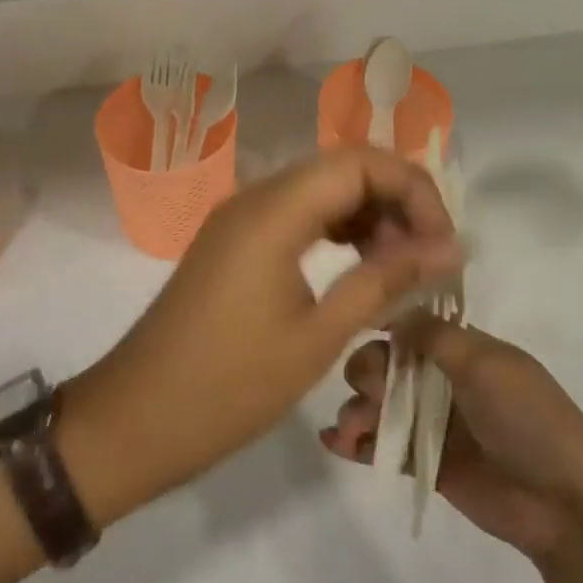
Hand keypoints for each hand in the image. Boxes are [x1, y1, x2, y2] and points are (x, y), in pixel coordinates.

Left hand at [63, 148, 461, 521]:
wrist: (134, 420)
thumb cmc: (228, 386)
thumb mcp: (318, 337)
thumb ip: (384, 281)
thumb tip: (448, 248)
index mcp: (274, 211)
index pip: (361, 162)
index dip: (413, 190)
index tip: (443, 242)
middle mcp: (255, 198)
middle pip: (342, 167)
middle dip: (395, 200)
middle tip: (427, 256)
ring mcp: (240, 217)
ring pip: (320, 189)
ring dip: (367, 215)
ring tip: (399, 266)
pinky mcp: (233, 241)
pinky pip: (296, 214)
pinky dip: (335, 229)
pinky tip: (357, 265)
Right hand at [321, 317, 582, 559]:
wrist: (561, 500)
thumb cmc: (526, 417)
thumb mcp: (485, 364)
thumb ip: (434, 336)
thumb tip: (391, 310)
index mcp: (463, 349)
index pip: (412, 327)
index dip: (382, 326)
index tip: (354, 328)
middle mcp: (444, 380)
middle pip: (387, 364)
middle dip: (366, 372)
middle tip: (369, 391)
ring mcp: (434, 422)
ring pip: (380, 405)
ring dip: (356, 409)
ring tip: (351, 429)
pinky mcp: (426, 463)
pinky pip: (384, 445)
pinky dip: (356, 442)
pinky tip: (334, 442)